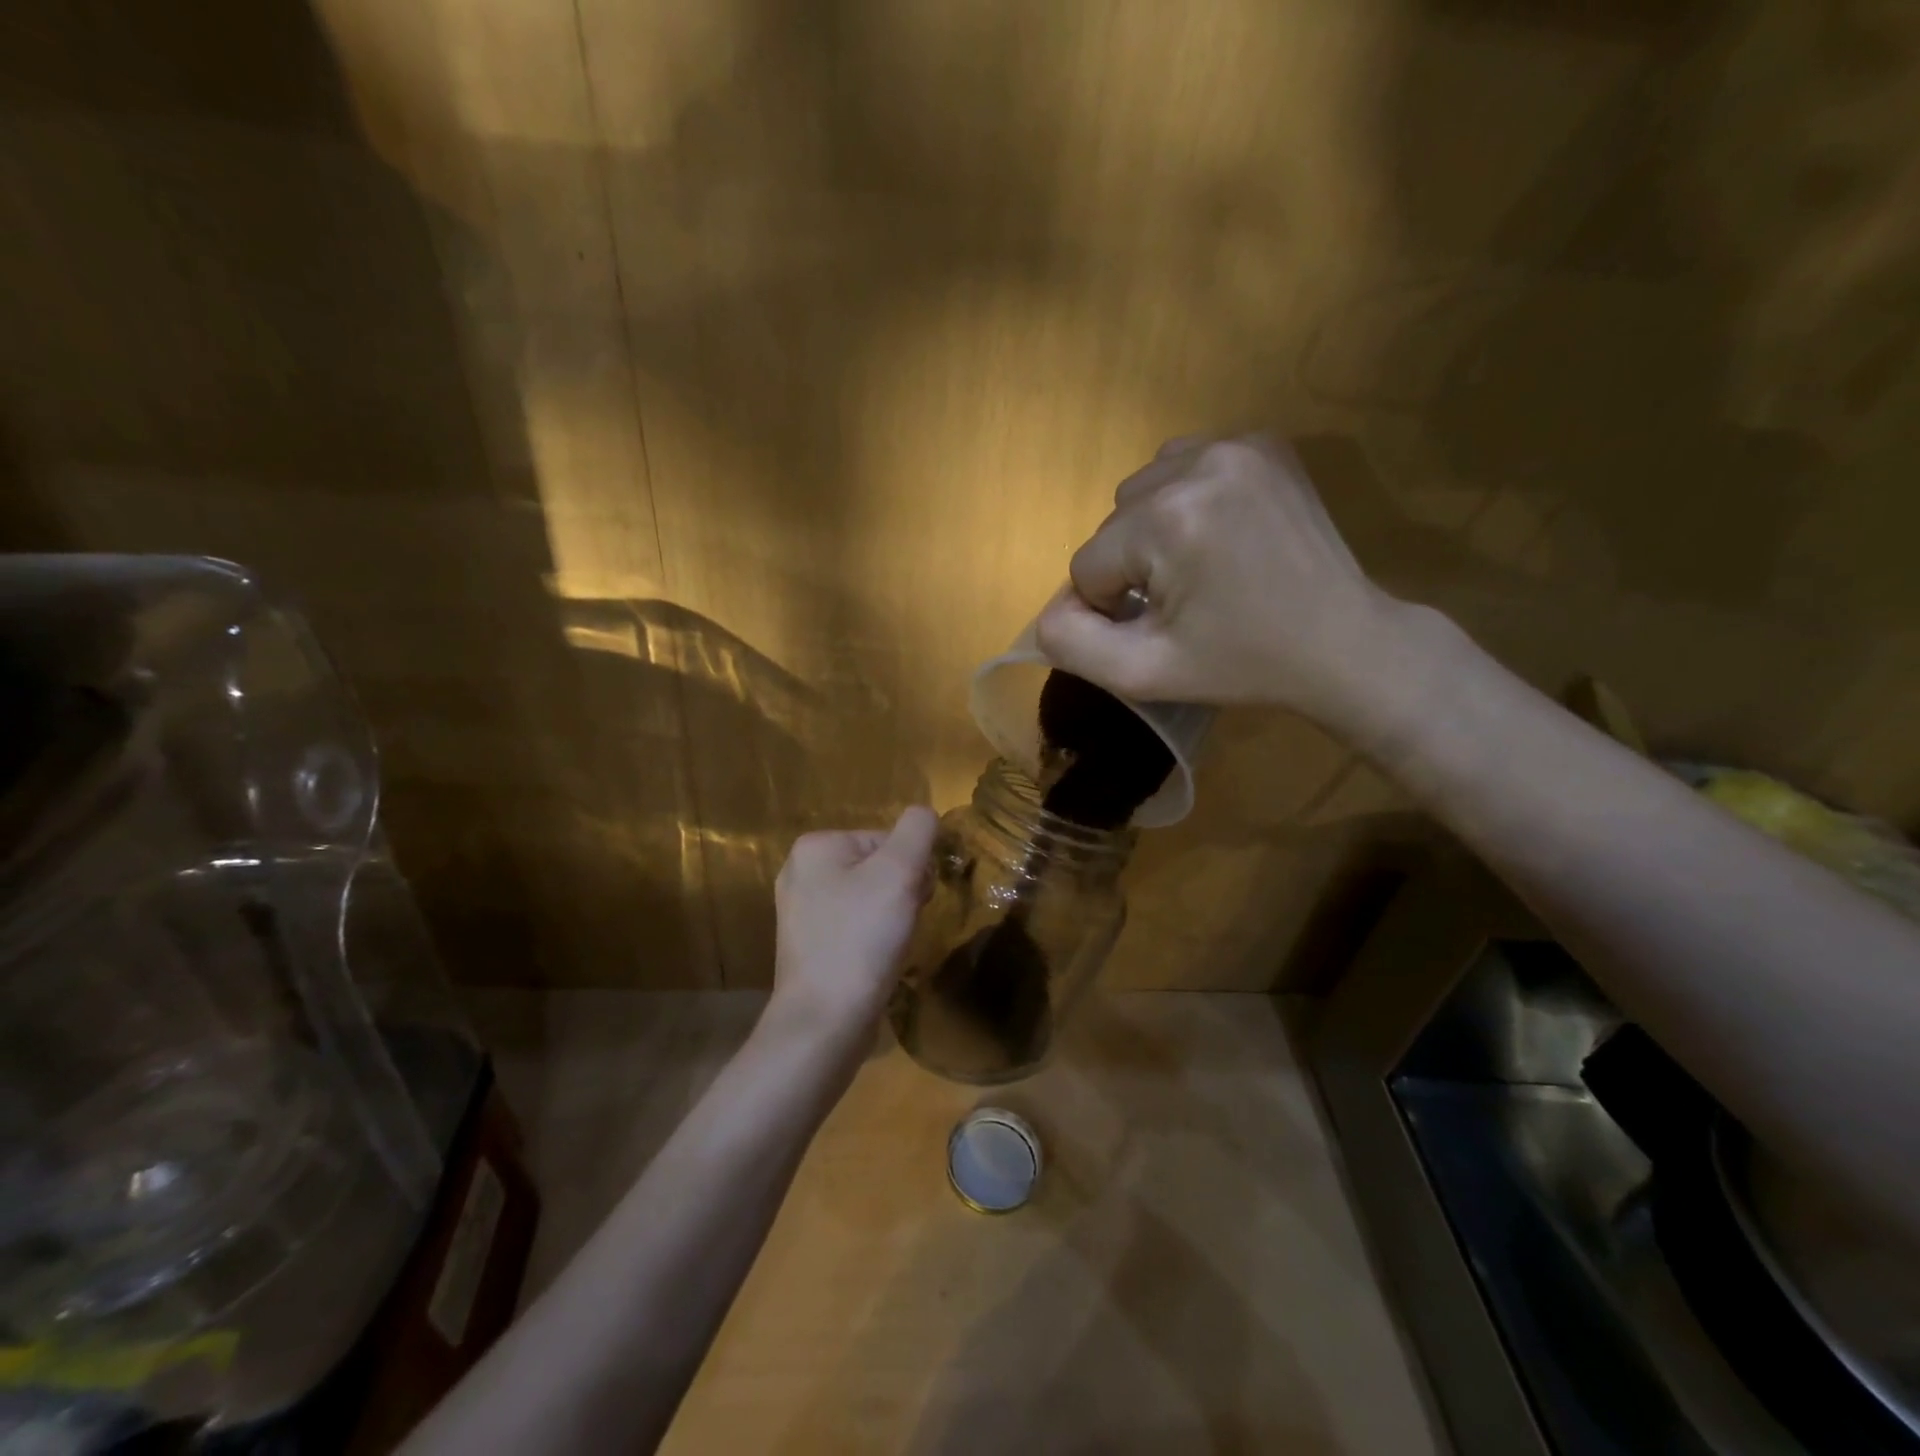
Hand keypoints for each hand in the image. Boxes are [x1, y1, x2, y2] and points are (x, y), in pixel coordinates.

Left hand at [768, 807, 939, 1049]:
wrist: (825, 1020)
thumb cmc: (861, 938)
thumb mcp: (899, 872)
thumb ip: (918, 830)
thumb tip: (925, 815)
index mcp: (816, 846)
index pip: (887, 840)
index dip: (911, 867)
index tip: (914, 899)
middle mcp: (801, 873)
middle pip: (877, 867)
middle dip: (901, 892)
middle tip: (903, 923)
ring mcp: (801, 912)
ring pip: (869, 898)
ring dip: (891, 917)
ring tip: (891, 945)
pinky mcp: (808, 947)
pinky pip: (854, 927)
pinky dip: (872, 939)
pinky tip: (877, 961)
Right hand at [1035, 434, 1418, 730]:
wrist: (1342, 642)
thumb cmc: (1241, 664)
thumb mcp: (1143, 674)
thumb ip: (1072, 644)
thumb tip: (1050, 610)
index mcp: (1168, 520)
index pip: (1088, 564)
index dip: (1114, 607)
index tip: (1165, 626)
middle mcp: (1197, 463)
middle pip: (1112, 523)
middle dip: (1132, 566)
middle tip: (1185, 601)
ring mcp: (1236, 444)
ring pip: (1141, 491)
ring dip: (1151, 532)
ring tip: (1201, 566)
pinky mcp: (1262, 442)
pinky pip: (1183, 465)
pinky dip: (1183, 500)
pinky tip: (1218, 533)